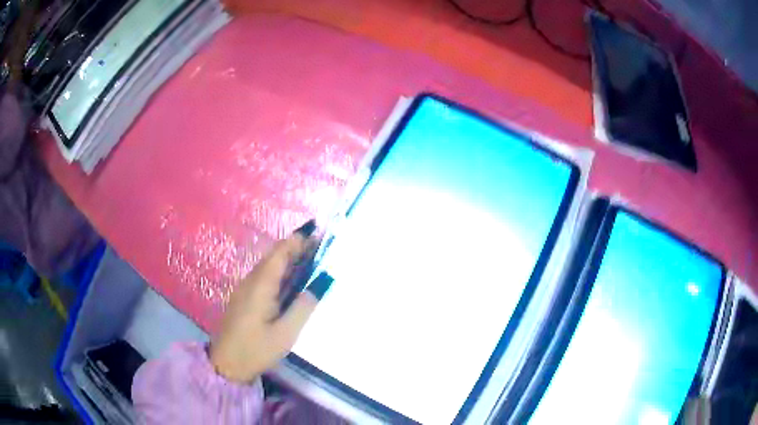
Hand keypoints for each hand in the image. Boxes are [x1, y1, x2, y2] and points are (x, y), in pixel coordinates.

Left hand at [210, 222, 318, 382]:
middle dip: (296, 248)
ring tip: (312, 259)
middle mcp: (251, 281)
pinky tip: (292, 281)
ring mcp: (246, 289)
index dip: (298, 240)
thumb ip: (304, 306)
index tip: (318, 232)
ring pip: (269, 267)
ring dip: (289, 260)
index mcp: (260, 285)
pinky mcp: (245, 298)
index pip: (280, 253)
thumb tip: (322, 281)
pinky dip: (282, 273)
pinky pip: (265, 277)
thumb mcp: (285, 332)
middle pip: (274, 256)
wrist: (226, 364)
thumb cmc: (256, 349)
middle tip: (321, 247)